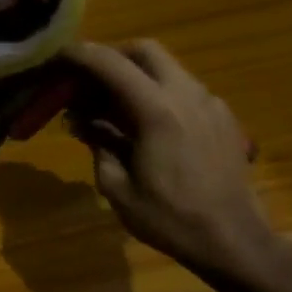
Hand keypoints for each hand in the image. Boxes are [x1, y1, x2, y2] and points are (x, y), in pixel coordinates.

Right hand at [67, 41, 279, 281]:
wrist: (234, 241)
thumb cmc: (169, 218)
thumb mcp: (117, 187)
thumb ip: (99, 144)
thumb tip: (83, 121)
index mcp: (158, 112)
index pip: (112, 65)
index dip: (81, 55)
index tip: (57, 55)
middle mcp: (187, 97)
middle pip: (146, 51)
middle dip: (112, 56)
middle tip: (86, 80)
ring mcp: (210, 105)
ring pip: (167, 68)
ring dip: (135, 76)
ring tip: (109, 108)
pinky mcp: (222, 118)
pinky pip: (183, 90)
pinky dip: (156, 93)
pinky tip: (143, 126)